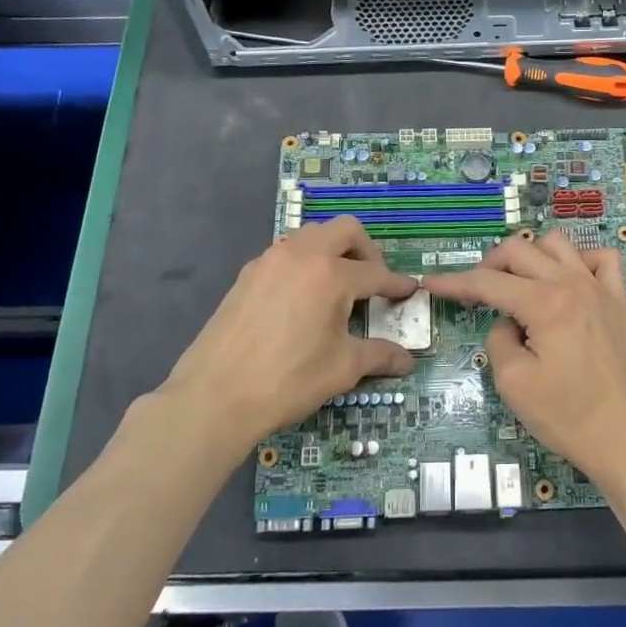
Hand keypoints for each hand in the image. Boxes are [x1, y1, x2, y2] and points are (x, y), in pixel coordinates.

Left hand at [154, 215, 417, 447]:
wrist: (215, 396)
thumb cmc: (288, 380)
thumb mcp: (342, 368)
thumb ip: (378, 355)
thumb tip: (407, 360)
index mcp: (330, 274)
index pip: (375, 273)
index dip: (396, 284)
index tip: (409, 290)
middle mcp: (301, 255)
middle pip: (344, 230)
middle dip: (366, 250)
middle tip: (373, 280)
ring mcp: (269, 261)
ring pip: (311, 236)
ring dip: (332, 251)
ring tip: (338, 286)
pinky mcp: (247, 274)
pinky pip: (286, 254)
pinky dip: (304, 263)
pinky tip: (303, 298)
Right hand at [424, 232, 625, 488]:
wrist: (624, 440)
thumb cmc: (566, 416)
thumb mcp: (513, 383)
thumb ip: (499, 339)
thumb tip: (507, 322)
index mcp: (545, 303)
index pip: (488, 282)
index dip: (455, 282)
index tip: (431, 283)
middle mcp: (573, 284)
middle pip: (519, 250)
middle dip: (488, 265)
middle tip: (476, 292)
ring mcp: (601, 289)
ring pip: (558, 243)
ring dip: (530, 256)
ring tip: (519, 284)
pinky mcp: (620, 303)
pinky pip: (601, 259)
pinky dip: (579, 260)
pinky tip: (568, 282)